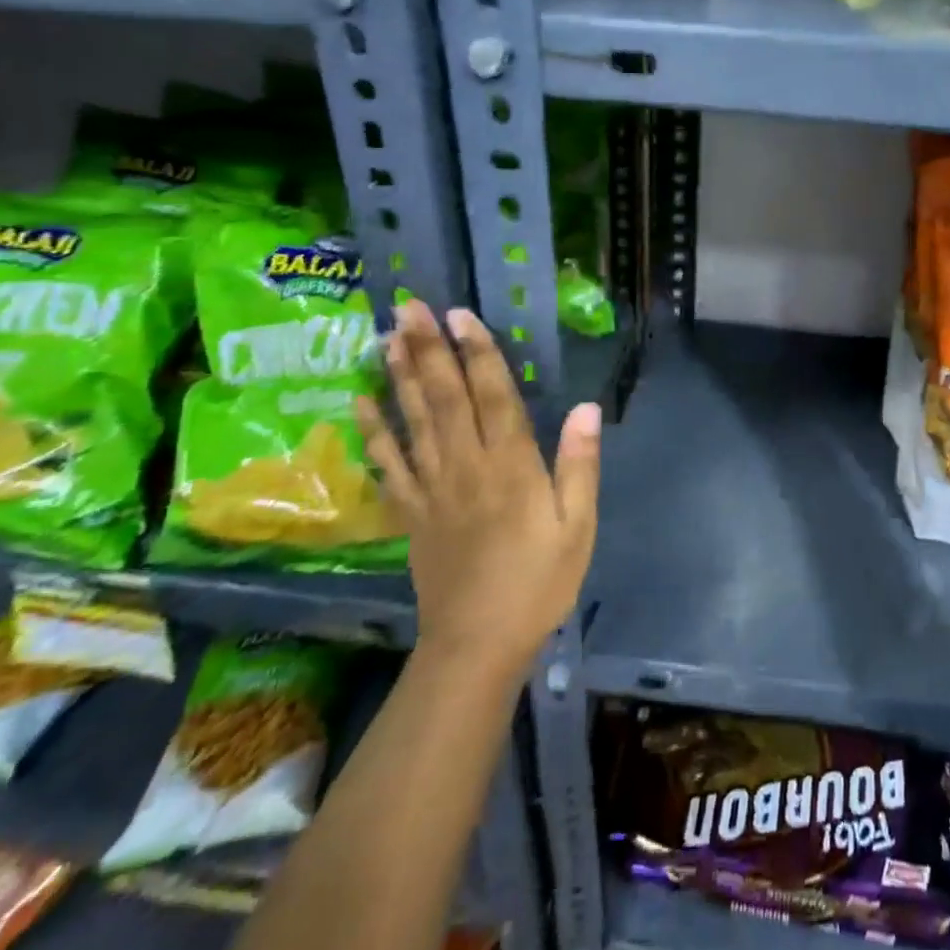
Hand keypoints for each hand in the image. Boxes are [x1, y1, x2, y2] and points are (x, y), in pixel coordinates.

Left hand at [354, 301, 599, 683]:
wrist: (478, 643)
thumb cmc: (539, 582)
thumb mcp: (577, 526)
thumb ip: (579, 465)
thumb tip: (588, 407)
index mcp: (511, 467)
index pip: (493, 397)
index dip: (478, 353)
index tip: (459, 315)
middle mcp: (466, 466)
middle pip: (444, 397)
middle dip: (427, 349)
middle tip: (408, 306)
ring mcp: (432, 488)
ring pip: (413, 421)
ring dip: (398, 375)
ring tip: (386, 335)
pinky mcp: (410, 511)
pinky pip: (388, 464)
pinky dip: (373, 431)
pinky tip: (361, 401)